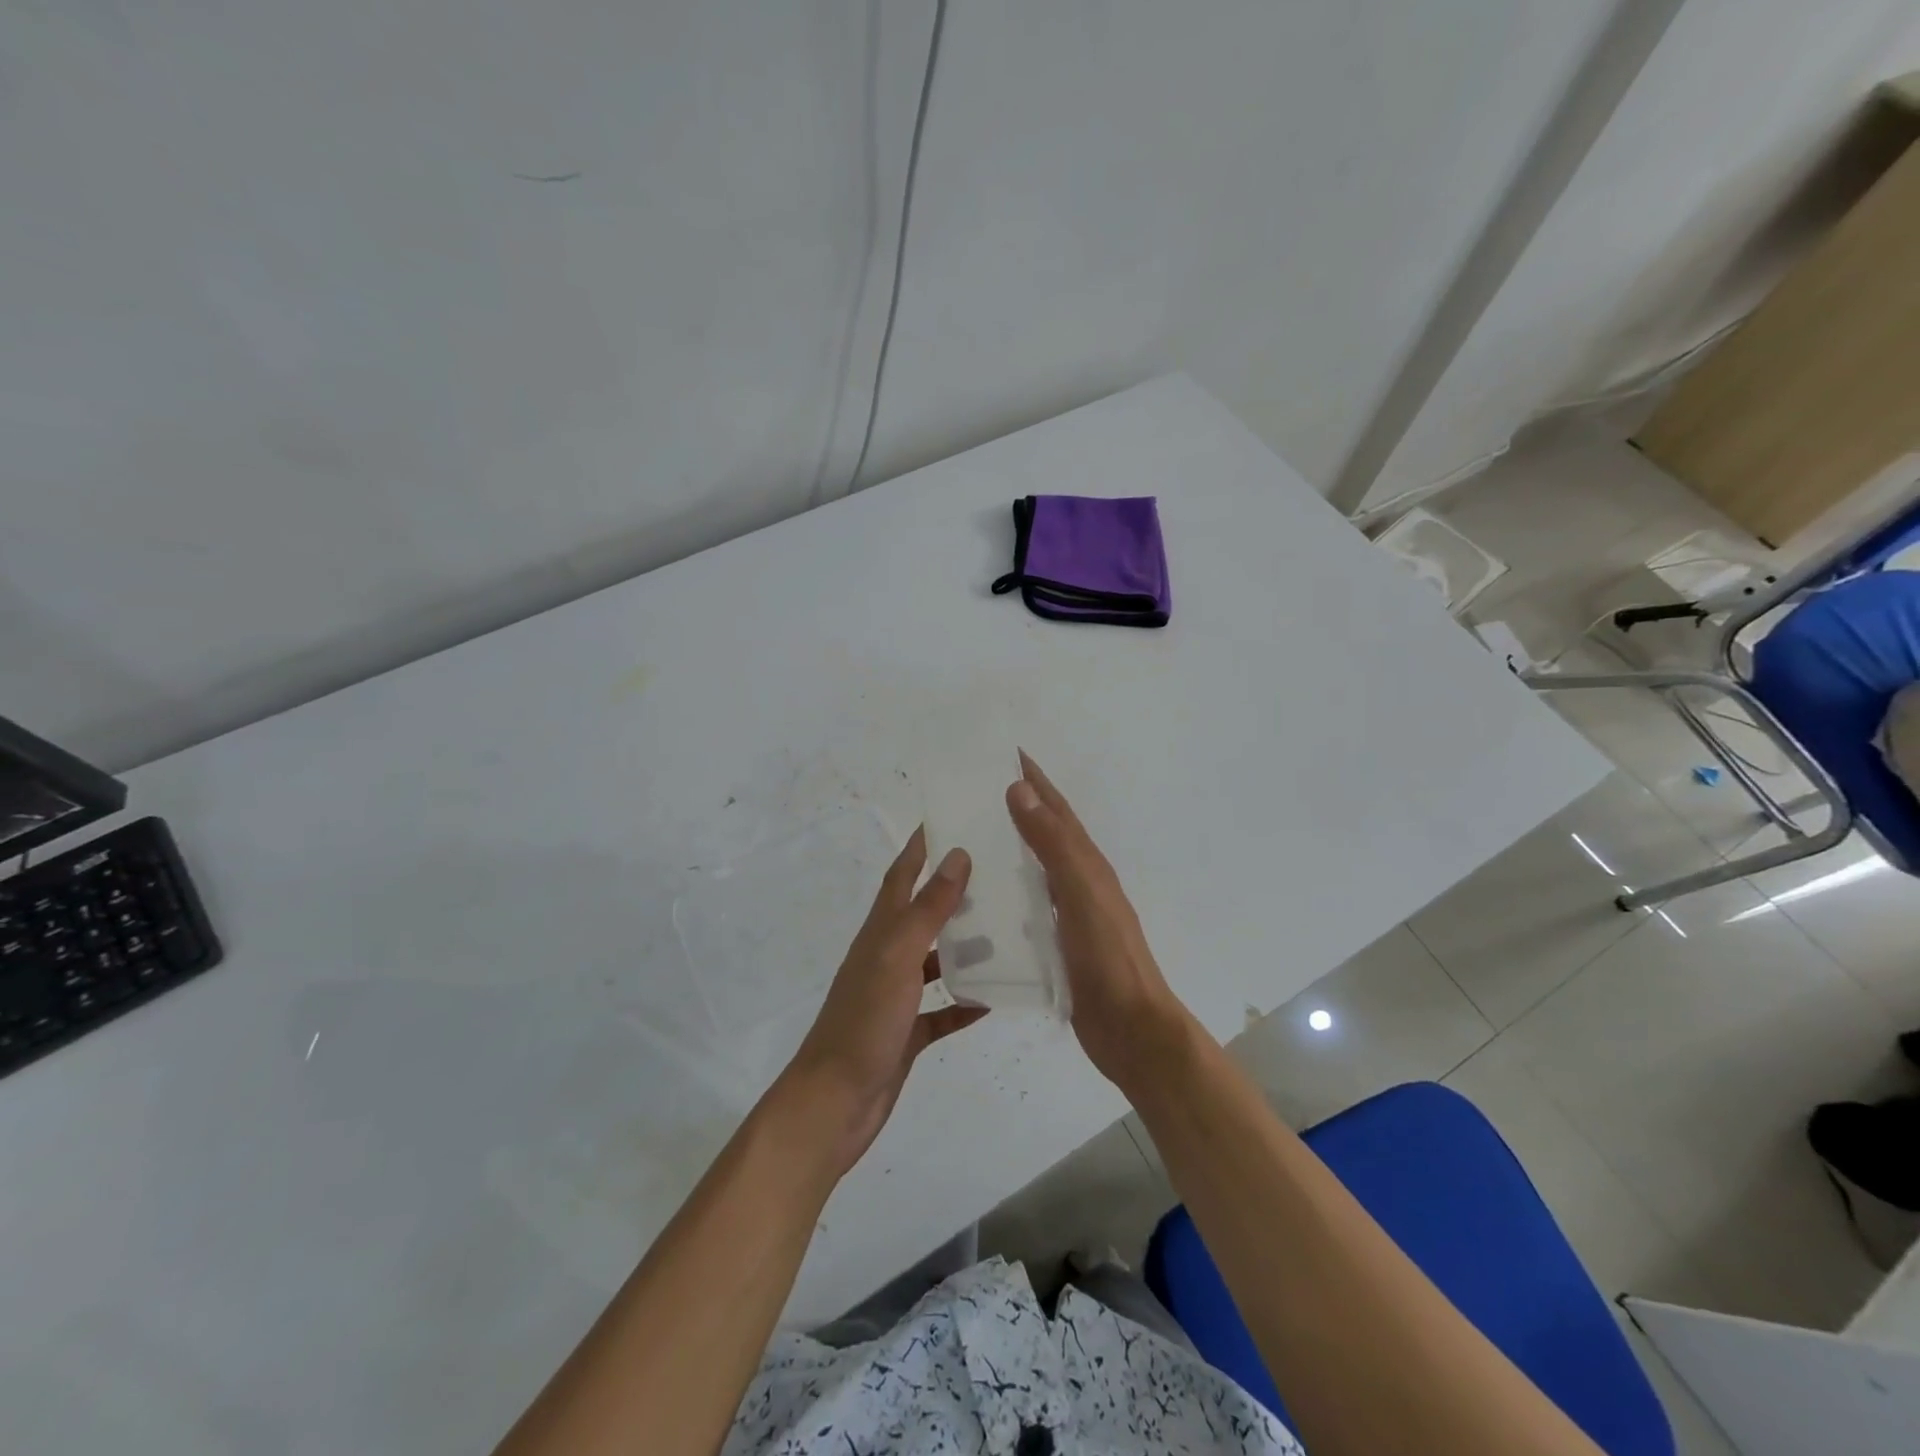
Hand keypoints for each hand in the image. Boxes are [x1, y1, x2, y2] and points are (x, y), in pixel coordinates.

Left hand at [778, 828, 987, 1176]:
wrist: (834, 1104)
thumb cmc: (864, 1022)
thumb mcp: (897, 958)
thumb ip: (927, 910)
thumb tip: (956, 855)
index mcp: (881, 933)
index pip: (902, 875)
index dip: (921, 846)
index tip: (949, 817)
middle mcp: (887, 957)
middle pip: (923, 913)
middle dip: (954, 890)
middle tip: (998, 872)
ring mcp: (896, 996)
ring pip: (936, 960)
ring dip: (966, 945)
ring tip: (1008, 930)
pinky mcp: (907, 1032)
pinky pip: (942, 1010)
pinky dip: (966, 1002)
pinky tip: (996, 999)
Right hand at [1006, 751, 1194, 1090]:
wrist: (1131, 1030)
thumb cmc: (1108, 958)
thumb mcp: (1081, 893)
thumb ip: (1053, 844)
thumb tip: (1021, 789)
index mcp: (1087, 865)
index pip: (1057, 810)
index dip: (1035, 780)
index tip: (1006, 754)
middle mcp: (1079, 884)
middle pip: (1045, 835)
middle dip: (1018, 808)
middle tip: (974, 794)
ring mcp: (1069, 916)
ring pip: (1034, 871)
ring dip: (1008, 850)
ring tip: (967, 843)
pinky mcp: (1056, 946)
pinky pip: (1026, 907)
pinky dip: (1005, 895)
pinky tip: (979, 904)